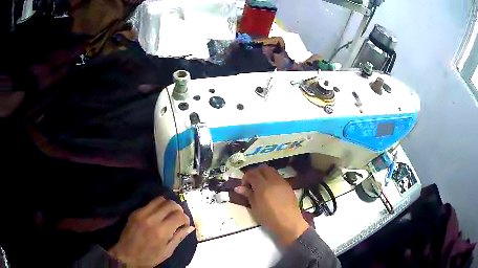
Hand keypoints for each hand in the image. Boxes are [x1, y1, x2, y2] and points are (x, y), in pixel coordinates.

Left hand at [108, 196, 194, 266]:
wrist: (126, 255)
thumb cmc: (149, 257)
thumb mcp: (167, 251)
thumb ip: (179, 237)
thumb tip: (190, 227)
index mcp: (162, 231)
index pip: (179, 215)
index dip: (186, 218)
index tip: (185, 224)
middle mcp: (152, 219)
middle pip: (171, 204)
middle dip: (179, 209)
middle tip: (179, 217)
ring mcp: (142, 213)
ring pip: (160, 199)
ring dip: (168, 205)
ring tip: (169, 213)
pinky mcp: (135, 212)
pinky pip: (150, 203)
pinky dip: (158, 206)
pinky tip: (158, 214)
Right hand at [234, 165, 308, 245]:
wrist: (289, 222)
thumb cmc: (269, 217)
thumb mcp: (255, 207)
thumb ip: (248, 195)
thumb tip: (238, 187)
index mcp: (262, 186)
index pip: (252, 173)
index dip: (246, 177)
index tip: (244, 186)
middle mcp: (273, 180)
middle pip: (263, 168)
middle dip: (256, 173)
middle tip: (252, 183)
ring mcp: (282, 182)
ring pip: (271, 171)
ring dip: (264, 175)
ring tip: (261, 187)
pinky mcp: (288, 186)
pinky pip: (278, 177)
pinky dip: (272, 179)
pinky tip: (270, 190)